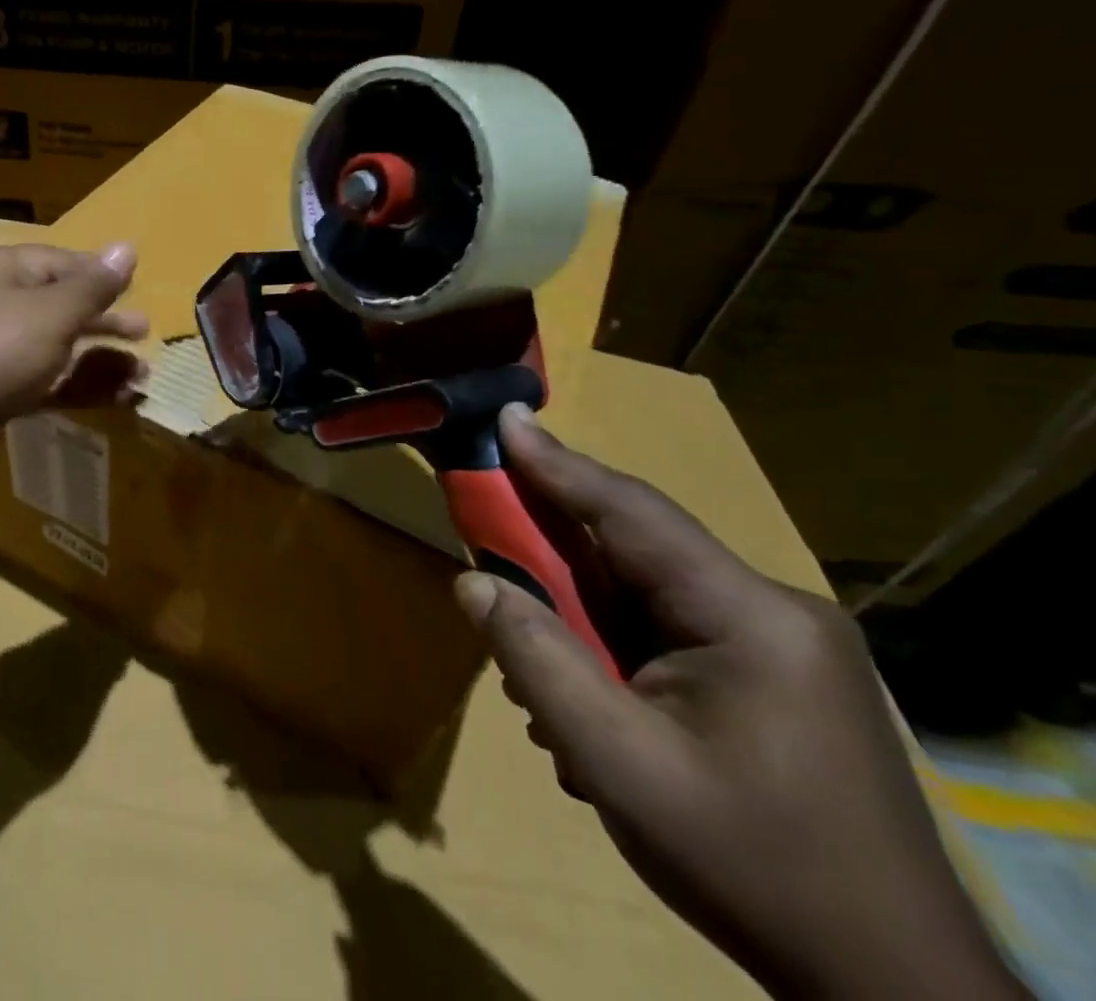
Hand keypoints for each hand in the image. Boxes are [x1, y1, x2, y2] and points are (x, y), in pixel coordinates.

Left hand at [0, 242, 148, 487]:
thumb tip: (127, 247)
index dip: (101, 276)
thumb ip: (93, 285)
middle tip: (145, 334)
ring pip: (56, 348)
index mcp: (2, 270)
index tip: (137, 292)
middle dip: (105, 322)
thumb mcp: (52, 313)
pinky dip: (77, 387)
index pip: (61, 261)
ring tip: (141, 377)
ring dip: (99, 360)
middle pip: (60, 305)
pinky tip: (114, 399)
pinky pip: (44, 381)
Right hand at [456, 405, 1026, 1000]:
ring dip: (579, 622)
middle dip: (552, 563)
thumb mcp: (619, 764)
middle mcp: (771, 610)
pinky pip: (665, 630)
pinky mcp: (771, 674)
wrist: (890, 993)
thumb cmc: (750, 867)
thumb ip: (537, 660)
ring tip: (540, 686)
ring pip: (642, 595)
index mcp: (751, 617)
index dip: (557, 464)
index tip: (503, 418)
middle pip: (633, 553)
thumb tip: (472, 583)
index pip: (631, 515)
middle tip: (486, 564)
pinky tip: (589, 708)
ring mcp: (777, 643)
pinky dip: (611, 651)